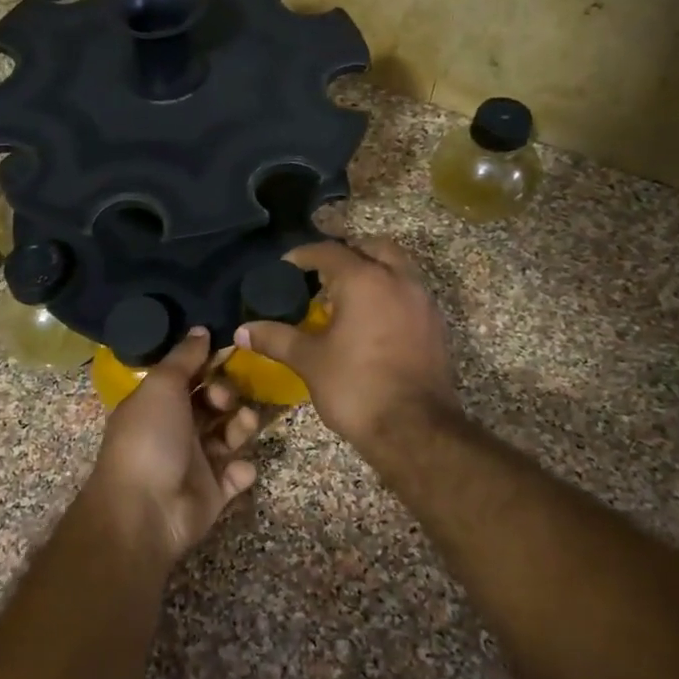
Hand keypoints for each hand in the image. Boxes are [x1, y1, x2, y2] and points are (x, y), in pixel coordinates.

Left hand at [85, 328, 262, 565]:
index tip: (231, 353)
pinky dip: (241, 469)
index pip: (188, 377)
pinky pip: (236, 475)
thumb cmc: (150, 438)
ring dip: (241, 426)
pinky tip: (237, 468)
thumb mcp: (162, 386)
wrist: (145, 510)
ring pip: (228, 436)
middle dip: (226, 396)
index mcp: (157, 404)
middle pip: (212, 405)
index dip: (208, 365)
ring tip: (244, 426)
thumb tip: (201, 329)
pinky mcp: (213, 493)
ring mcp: (195, 463)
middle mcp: (175, 430)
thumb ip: (184, 358)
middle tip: (225, 400)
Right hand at [236, 236, 459, 457]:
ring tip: (345, 298)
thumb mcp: (309, 361)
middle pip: (372, 248)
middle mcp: (398, 280)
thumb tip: (243, 331)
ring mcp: (422, 302)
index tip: (286, 267)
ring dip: (372, 273)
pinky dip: (389, 295)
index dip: (304, 255)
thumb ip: (276, 339)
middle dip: (347, 255)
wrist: (414, 430)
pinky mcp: (435, 326)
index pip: (330, 252)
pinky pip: (409, 294)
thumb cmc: (356, 387)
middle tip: (322, 275)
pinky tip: (370, 322)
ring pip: (397, 269)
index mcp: (364, 280)